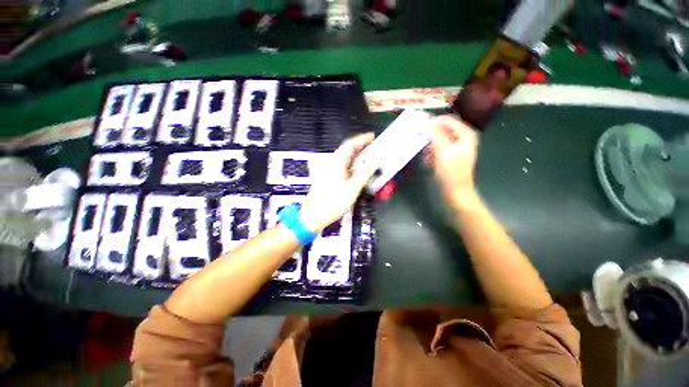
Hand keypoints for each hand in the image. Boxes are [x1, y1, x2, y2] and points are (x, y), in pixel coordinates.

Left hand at [300, 133, 376, 232]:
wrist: (314, 215)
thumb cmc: (333, 202)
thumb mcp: (352, 188)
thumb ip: (364, 174)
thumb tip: (373, 163)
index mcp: (336, 162)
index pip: (350, 145)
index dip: (362, 139)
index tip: (373, 136)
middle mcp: (332, 163)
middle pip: (347, 150)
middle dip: (361, 146)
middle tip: (375, 147)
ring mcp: (330, 170)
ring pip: (346, 158)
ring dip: (358, 156)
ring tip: (370, 157)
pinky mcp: (330, 177)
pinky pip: (344, 166)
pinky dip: (353, 165)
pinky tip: (359, 169)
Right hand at [424, 115, 479, 202]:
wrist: (456, 192)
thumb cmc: (451, 172)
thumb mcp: (443, 151)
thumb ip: (434, 134)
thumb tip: (423, 122)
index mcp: (465, 134)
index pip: (446, 120)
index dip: (432, 122)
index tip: (417, 127)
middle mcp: (461, 138)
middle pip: (442, 130)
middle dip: (429, 136)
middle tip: (419, 141)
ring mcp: (455, 148)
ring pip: (437, 140)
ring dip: (429, 147)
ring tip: (426, 156)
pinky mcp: (448, 156)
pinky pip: (437, 149)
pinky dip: (431, 154)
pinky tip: (428, 161)